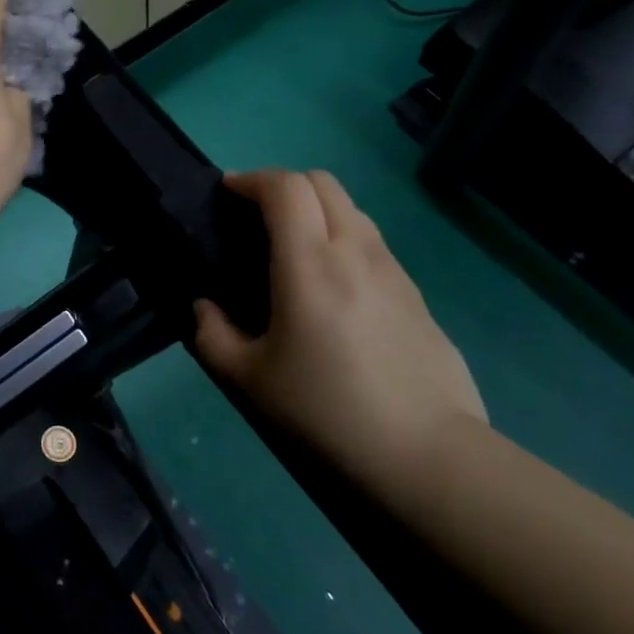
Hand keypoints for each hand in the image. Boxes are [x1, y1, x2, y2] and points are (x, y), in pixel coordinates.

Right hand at [192, 170, 486, 487]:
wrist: (427, 454)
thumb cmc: (327, 410)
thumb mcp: (250, 380)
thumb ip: (213, 335)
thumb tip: (206, 309)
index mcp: (310, 263)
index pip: (285, 187)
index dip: (252, 179)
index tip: (228, 192)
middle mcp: (355, 251)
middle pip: (323, 183)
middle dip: (284, 184)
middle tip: (257, 215)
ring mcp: (393, 270)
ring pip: (353, 210)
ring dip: (317, 210)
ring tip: (293, 247)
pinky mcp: (417, 295)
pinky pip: (373, 244)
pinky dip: (344, 239)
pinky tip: (333, 286)